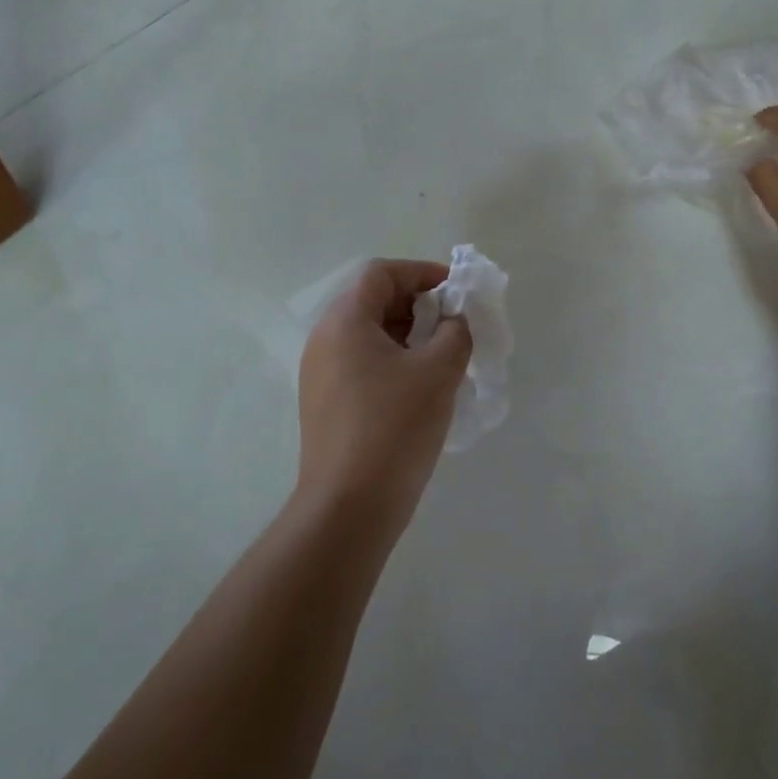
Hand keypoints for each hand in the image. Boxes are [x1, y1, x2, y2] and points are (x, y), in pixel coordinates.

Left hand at [297, 260, 472, 527]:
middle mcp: (324, 340)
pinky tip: (422, 386)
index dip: (421, 272)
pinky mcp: (326, 403)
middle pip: (372, 300)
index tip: (456, 291)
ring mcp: (320, 374)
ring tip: (444, 355)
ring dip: (408, 334)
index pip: (381, 273)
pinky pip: (362, 363)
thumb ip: (455, 332)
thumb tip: (455, 320)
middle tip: (454, 324)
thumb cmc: (394, 427)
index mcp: (344, 322)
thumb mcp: (438, 372)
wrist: (349, 506)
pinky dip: (394, 360)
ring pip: (368, 334)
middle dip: (418, 304)